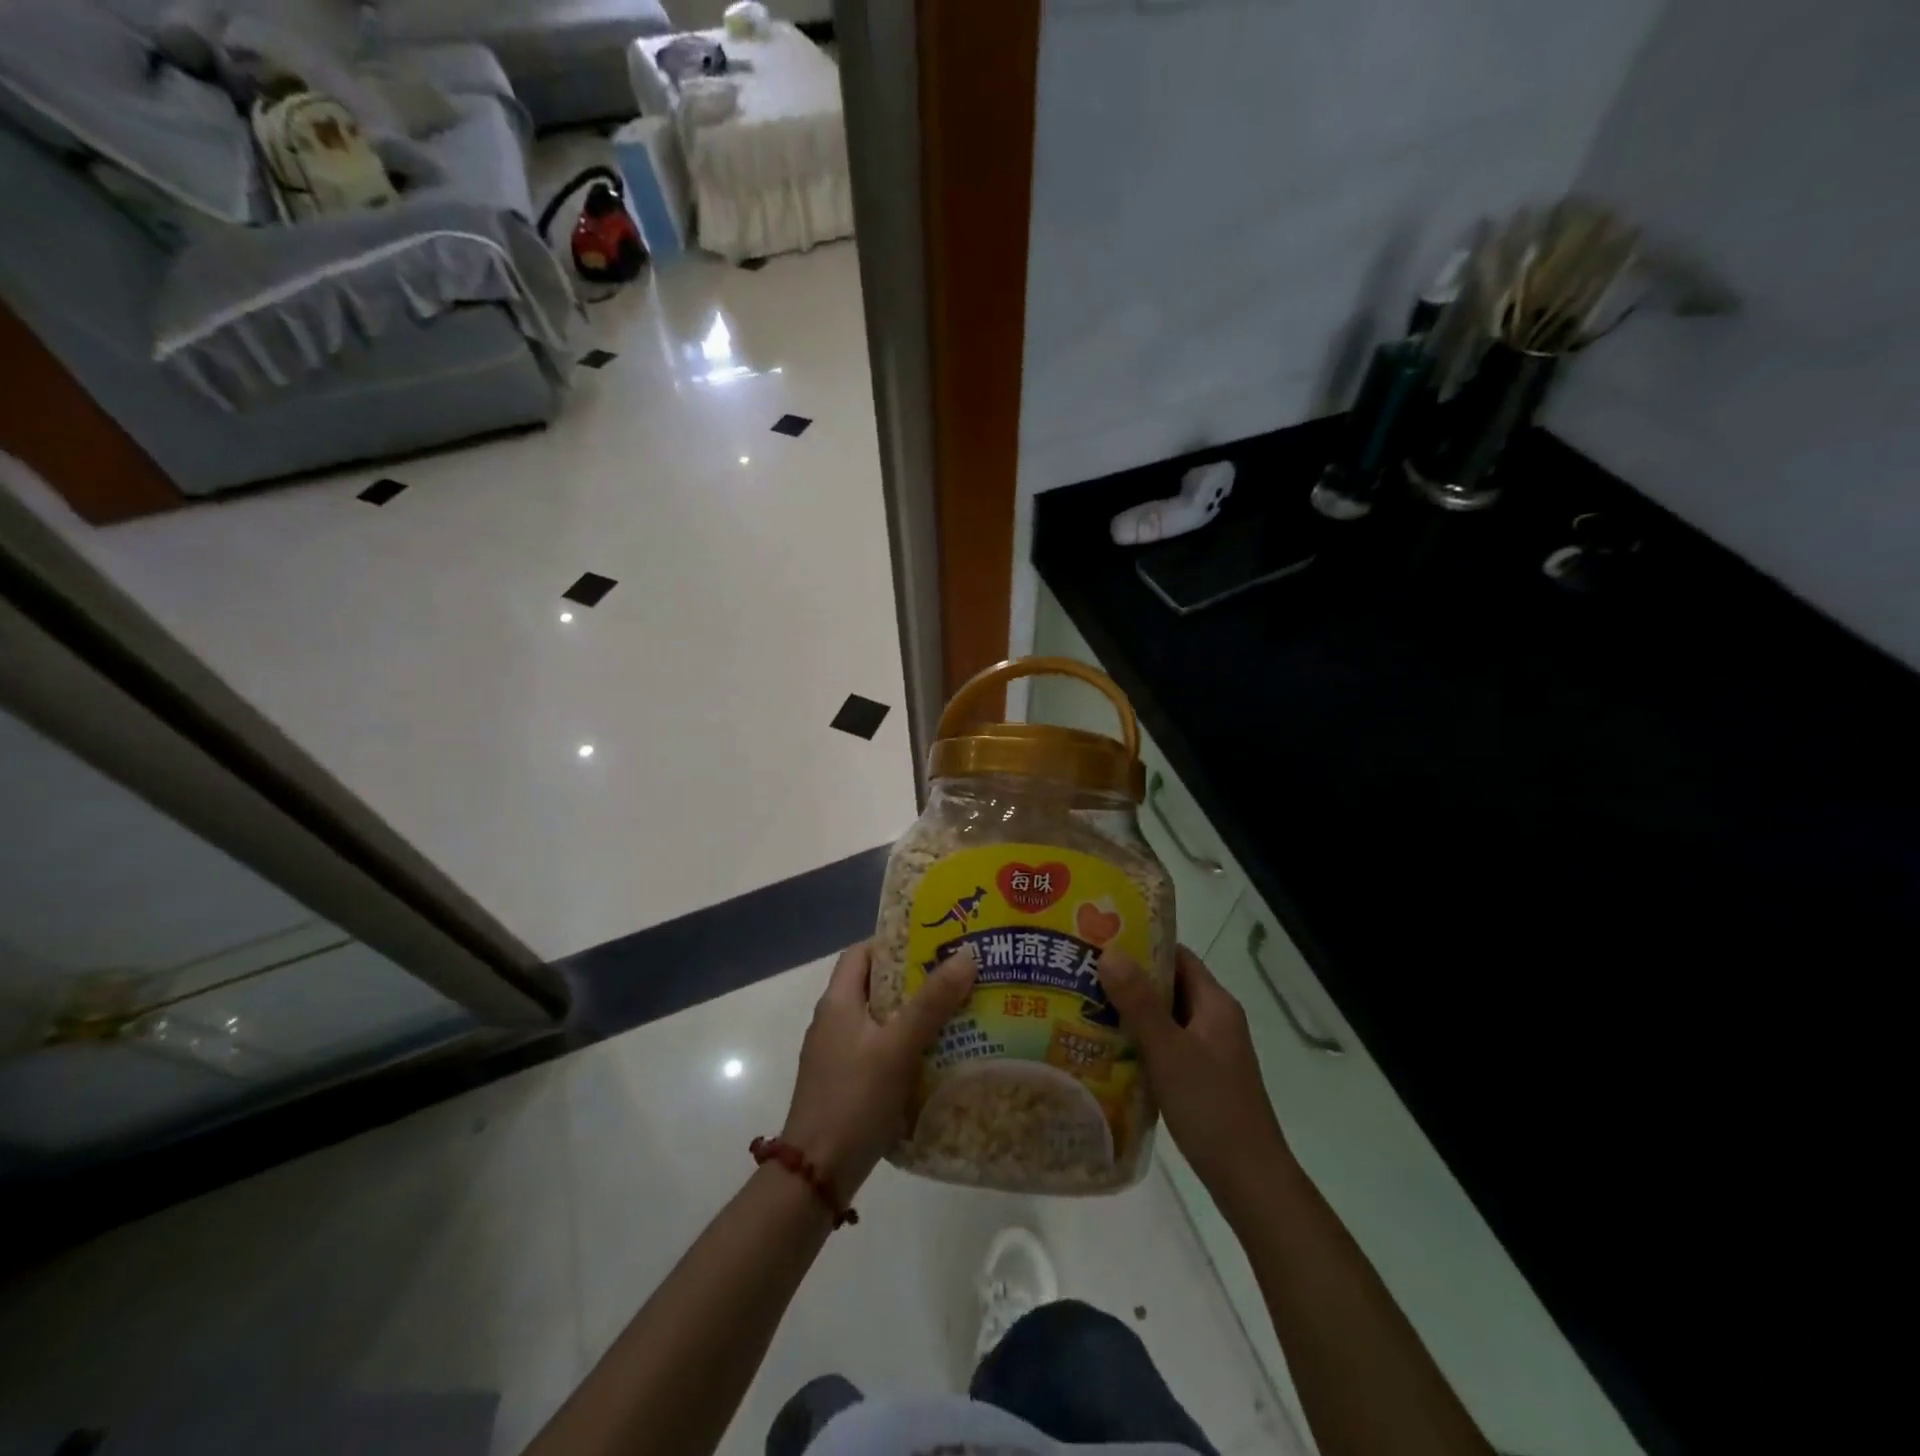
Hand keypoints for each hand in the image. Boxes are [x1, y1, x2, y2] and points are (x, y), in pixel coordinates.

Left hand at [780, 940, 976, 1199]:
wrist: (815, 1175)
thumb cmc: (854, 1099)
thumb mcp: (897, 1046)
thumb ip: (932, 1002)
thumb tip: (967, 954)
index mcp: (838, 1001)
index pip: (862, 952)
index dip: (895, 942)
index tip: (934, 942)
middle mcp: (833, 1021)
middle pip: (875, 985)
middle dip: (915, 978)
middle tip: (957, 976)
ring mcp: (837, 1054)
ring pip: (881, 1019)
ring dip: (914, 1014)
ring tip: (957, 1012)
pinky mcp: (845, 1083)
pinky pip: (879, 1049)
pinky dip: (906, 1045)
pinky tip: (936, 1056)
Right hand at [1098, 945, 1290, 1213]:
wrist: (1249, 1180)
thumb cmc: (1210, 1107)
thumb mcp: (1168, 1051)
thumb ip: (1139, 1002)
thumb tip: (1109, 952)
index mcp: (1215, 1005)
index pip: (1178, 957)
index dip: (1143, 944)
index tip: (1102, 939)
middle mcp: (1215, 1021)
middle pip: (1170, 986)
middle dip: (1129, 978)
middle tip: (1084, 972)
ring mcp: (1210, 1051)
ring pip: (1165, 1018)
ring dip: (1131, 1011)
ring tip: (1085, 1005)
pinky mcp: (1201, 1078)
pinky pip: (1166, 1045)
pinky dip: (1139, 1041)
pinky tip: (1107, 1048)